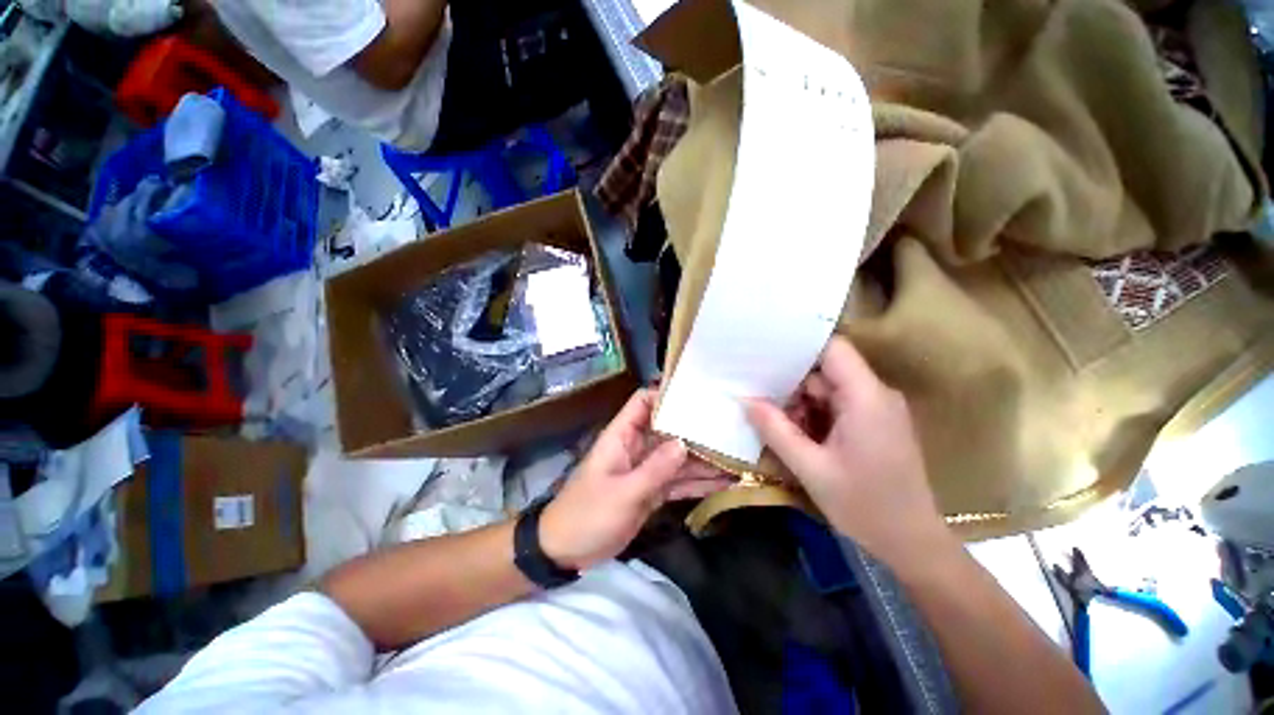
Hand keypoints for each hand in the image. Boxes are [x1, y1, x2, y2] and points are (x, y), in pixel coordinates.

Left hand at [540, 389, 731, 570]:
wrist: (566, 551)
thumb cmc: (587, 514)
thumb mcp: (623, 492)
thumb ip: (655, 468)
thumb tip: (685, 443)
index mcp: (622, 436)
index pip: (643, 402)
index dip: (666, 395)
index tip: (698, 397)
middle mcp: (637, 447)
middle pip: (668, 429)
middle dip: (696, 428)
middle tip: (731, 428)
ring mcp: (645, 469)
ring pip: (678, 457)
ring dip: (703, 458)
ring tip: (738, 456)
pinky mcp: (652, 491)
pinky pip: (678, 481)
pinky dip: (698, 482)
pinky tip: (725, 482)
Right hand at [745, 336, 954, 571]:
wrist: (912, 543)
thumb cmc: (865, 506)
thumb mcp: (811, 468)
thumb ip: (776, 430)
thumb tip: (745, 400)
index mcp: (866, 397)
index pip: (832, 348)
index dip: (799, 345)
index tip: (764, 349)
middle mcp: (876, 394)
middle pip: (827, 368)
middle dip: (792, 379)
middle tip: (756, 389)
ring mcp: (877, 408)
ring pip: (829, 387)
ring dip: (801, 399)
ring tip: (771, 414)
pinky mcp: (875, 422)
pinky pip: (837, 403)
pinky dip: (814, 412)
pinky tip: (795, 429)